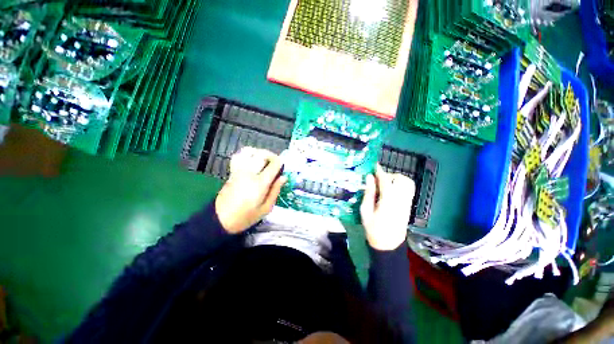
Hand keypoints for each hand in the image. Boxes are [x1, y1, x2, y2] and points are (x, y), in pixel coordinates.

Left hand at [215, 147, 286, 233]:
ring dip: (259, 152)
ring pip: (249, 152)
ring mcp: (239, 171)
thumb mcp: (266, 208)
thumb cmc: (246, 216)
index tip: (283, 166)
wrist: (221, 219)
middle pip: (262, 154)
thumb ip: (275, 191)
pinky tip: (252, 160)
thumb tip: (283, 177)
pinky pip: (239, 156)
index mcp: (260, 184)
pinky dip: (247, 154)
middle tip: (275, 162)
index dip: (281, 162)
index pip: (273, 165)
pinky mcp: (232, 171)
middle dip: (271, 155)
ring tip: (264, 159)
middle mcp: (249, 173)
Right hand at [360, 165, 414, 250]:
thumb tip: (369, 178)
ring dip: (396, 179)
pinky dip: (400, 185)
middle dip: (390, 175)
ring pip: (407, 183)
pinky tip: (390, 190)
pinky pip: (408, 190)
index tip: (374, 165)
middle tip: (378, 179)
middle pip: (401, 179)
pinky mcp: (409, 206)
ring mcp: (407, 203)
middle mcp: (401, 200)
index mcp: (388, 201)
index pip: (386, 180)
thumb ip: (368, 193)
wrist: (388, 245)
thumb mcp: (365, 211)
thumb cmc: (373, 229)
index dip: (380, 171)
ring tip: (385, 184)